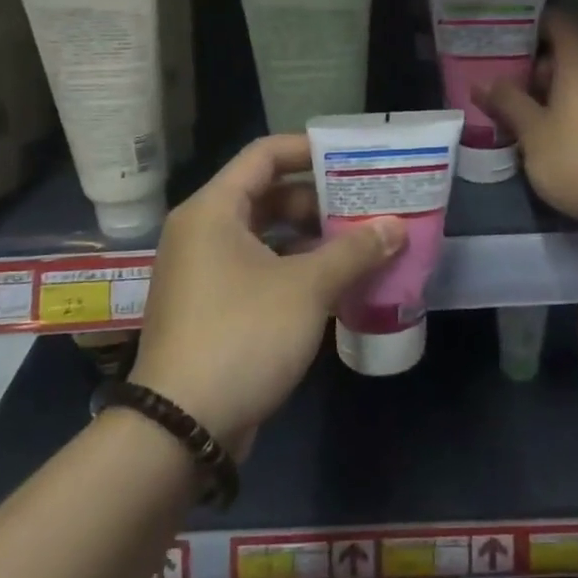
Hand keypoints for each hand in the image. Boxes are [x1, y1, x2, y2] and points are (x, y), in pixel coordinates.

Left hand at [130, 135, 403, 455]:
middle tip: (365, 204)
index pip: (265, 155)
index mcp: (214, 210)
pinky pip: (259, 269)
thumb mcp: (307, 288)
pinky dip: (295, 268)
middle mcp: (203, 232)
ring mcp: (204, 272)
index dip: (309, 149)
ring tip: (360, 242)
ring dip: (311, 237)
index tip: (352, 158)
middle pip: (267, 194)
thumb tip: (397, 227)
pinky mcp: (212, 307)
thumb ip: (354, 251)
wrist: (181, 428)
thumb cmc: (242, 335)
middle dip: (319, 199)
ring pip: (265, 235)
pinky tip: (335, 282)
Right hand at [480, 10, 577, 228]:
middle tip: (500, 78)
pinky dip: (568, 104)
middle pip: (566, 50)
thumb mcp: (532, 132)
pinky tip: (547, 130)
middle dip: (533, 63)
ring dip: (549, 88)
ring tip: (517, 107)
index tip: (502, 36)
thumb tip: (483, 82)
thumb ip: (507, 102)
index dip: (530, 24)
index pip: (557, 22)